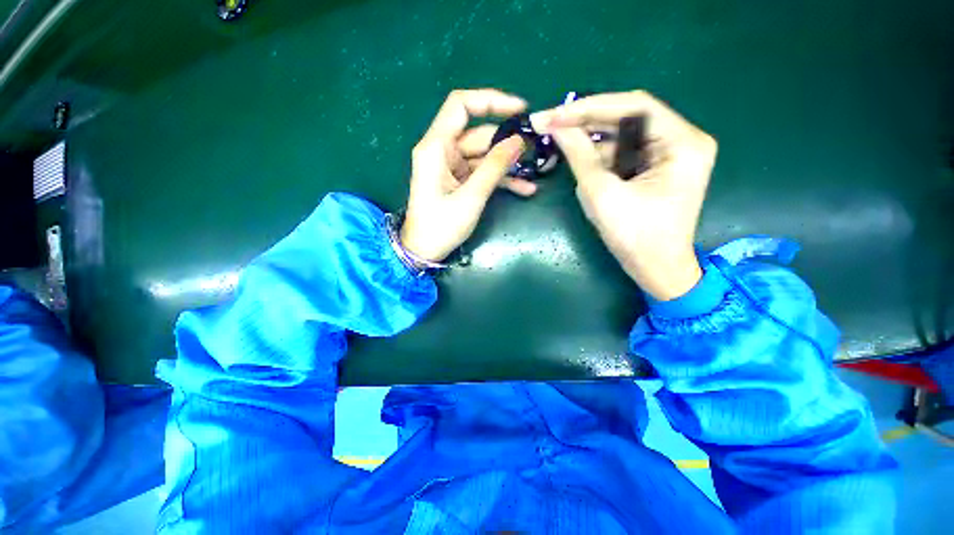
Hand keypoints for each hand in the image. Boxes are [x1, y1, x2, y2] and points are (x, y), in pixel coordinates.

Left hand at [400, 89, 533, 261]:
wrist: (424, 251)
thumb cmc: (441, 226)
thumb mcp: (471, 197)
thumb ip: (494, 167)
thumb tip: (518, 141)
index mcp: (436, 147)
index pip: (461, 105)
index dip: (491, 100)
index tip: (520, 110)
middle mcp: (442, 151)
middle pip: (478, 134)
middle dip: (506, 143)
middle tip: (535, 151)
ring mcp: (451, 167)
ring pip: (483, 156)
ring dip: (507, 165)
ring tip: (533, 175)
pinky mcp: (458, 181)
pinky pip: (481, 172)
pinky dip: (500, 179)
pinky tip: (524, 189)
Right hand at [538, 90, 716, 300]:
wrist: (655, 269)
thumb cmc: (634, 236)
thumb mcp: (602, 194)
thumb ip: (580, 155)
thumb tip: (556, 126)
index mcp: (682, 142)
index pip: (633, 106)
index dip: (589, 107)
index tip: (555, 115)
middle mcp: (682, 140)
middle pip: (628, 118)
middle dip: (587, 122)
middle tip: (551, 124)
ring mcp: (670, 154)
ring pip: (623, 136)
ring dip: (591, 140)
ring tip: (558, 141)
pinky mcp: (657, 169)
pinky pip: (624, 153)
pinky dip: (600, 156)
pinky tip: (579, 159)